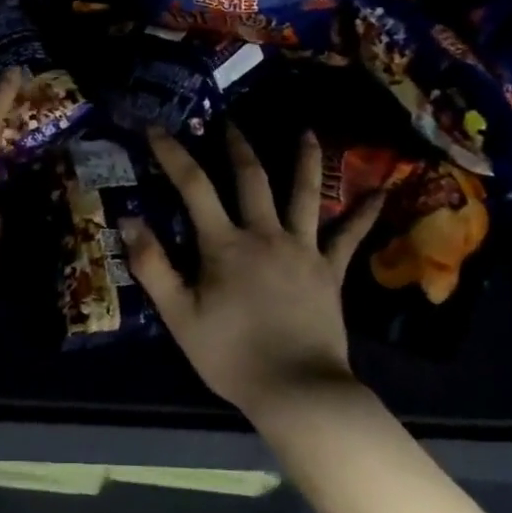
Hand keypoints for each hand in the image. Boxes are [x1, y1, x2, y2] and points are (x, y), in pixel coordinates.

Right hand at [123, 124, 382, 417]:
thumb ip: (152, 266)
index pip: (193, 186)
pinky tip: (383, 191)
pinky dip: (365, 213)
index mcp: (225, 244)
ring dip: (305, 160)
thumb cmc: (232, 355)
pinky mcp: (330, 271)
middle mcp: (265, 234)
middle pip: (251, 178)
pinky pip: (350, 237)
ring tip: (308, 132)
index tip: (156, 128)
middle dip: (237, 145)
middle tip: (229, 120)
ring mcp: (303, 250)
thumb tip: (128, 219)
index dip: (172, 154)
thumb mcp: (179, 316)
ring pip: (305, 194)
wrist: (297, 392)